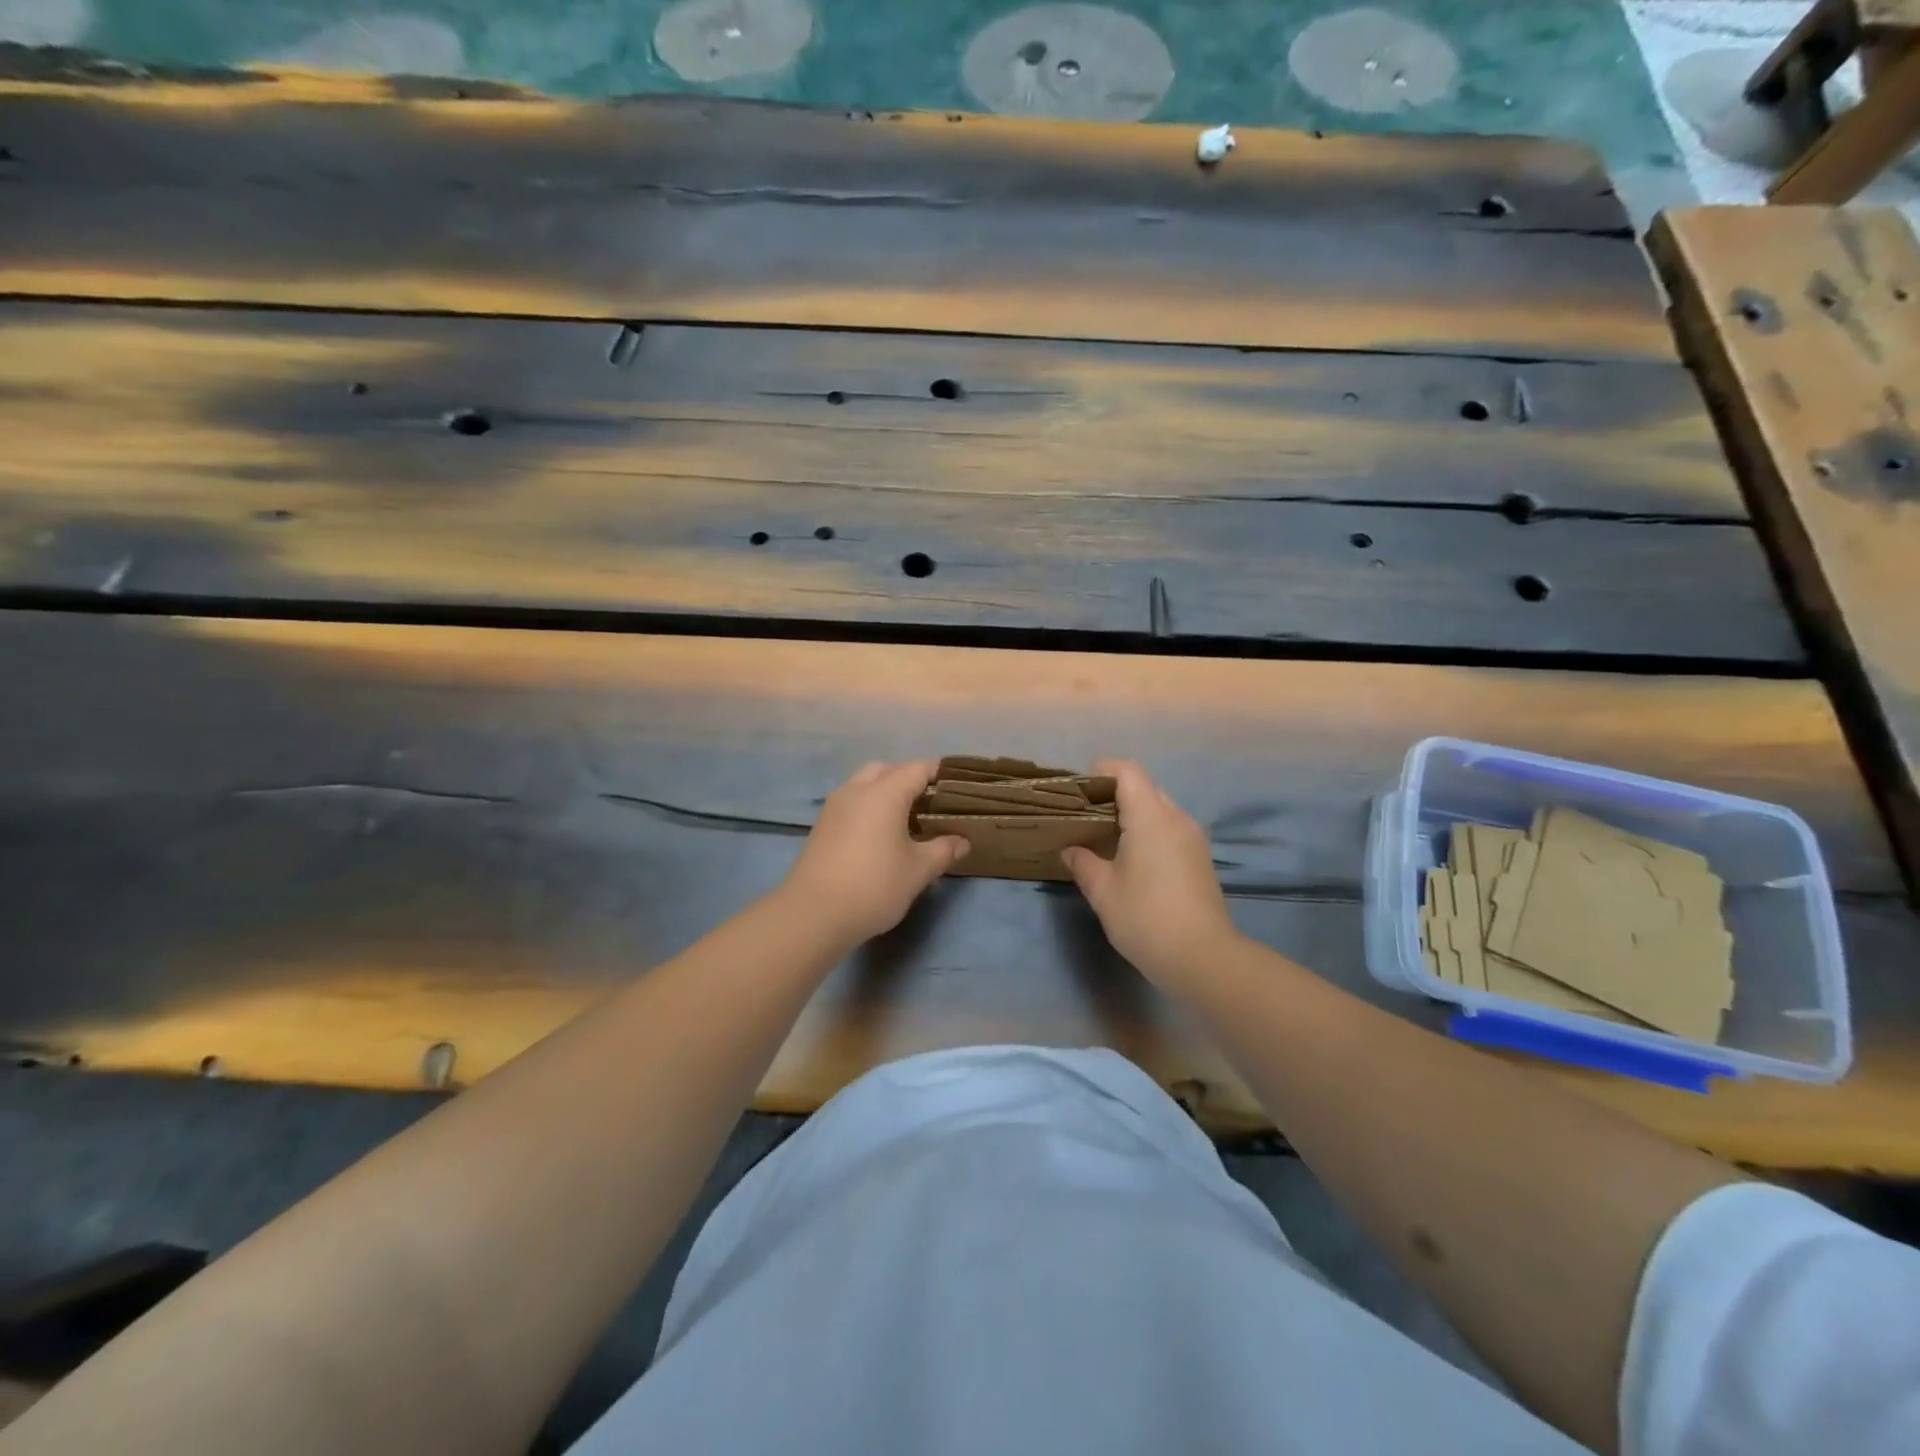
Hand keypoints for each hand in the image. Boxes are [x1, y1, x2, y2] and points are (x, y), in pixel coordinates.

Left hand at [778, 760, 968, 946]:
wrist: (814, 914)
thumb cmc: (874, 885)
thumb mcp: (918, 870)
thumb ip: (943, 850)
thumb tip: (963, 841)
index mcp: (885, 793)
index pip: (918, 769)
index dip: (939, 772)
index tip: (957, 784)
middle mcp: (857, 790)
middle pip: (887, 769)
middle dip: (909, 778)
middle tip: (930, 801)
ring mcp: (835, 807)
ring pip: (864, 784)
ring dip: (885, 791)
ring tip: (905, 817)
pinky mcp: (822, 826)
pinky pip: (851, 802)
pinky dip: (868, 807)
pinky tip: (879, 834)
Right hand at [1061, 759, 1239, 989]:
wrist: (1202, 958)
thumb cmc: (1145, 918)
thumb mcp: (1102, 891)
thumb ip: (1083, 862)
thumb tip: (1070, 849)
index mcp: (1151, 817)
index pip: (1127, 771)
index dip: (1101, 771)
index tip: (1079, 792)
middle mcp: (1176, 818)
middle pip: (1144, 787)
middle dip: (1113, 795)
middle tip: (1086, 818)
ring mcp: (1193, 838)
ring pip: (1159, 809)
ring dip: (1132, 815)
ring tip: (1105, 840)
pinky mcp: (1200, 858)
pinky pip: (1170, 829)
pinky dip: (1148, 832)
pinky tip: (1131, 860)